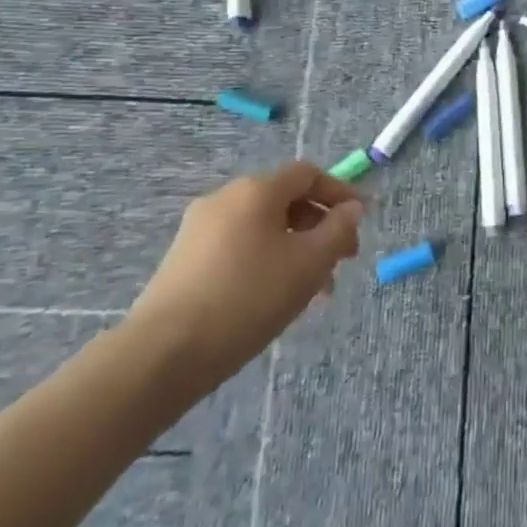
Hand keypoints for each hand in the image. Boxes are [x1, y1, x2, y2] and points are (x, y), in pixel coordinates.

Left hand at [126, 161, 362, 395]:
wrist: (164, 353)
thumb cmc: (248, 298)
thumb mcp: (310, 263)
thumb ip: (339, 229)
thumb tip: (350, 208)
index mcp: (256, 190)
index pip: (308, 174)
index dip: (340, 192)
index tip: (362, 220)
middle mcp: (225, 198)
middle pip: (286, 200)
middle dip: (320, 227)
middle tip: (342, 262)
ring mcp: (200, 229)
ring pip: (264, 227)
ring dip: (297, 249)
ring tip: (315, 291)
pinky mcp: (185, 259)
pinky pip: (240, 246)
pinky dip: (268, 260)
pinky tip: (276, 297)